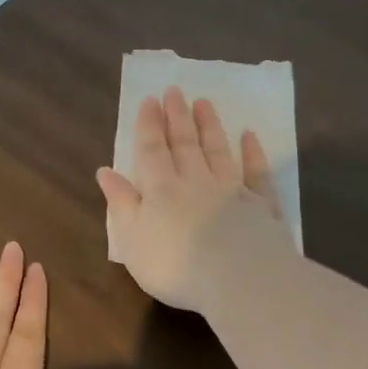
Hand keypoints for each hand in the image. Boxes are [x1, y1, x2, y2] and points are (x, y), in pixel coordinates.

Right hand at [98, 87, 293, 313]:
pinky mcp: (262, 205)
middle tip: (174, 90)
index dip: (148, 126)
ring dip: (210, 126)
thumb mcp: (132, 240)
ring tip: (203, 102)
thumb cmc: (174, 266)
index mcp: (161, 190)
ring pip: (218, 151)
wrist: (237, 278)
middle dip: (177, 116)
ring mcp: (232, 190)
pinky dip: (253, 153)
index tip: (149, 100)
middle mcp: (196, 181)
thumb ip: (121, 204)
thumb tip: (105, 172)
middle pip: (185, 143)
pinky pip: (256, 173)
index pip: (152, 151)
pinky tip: (250, 136)